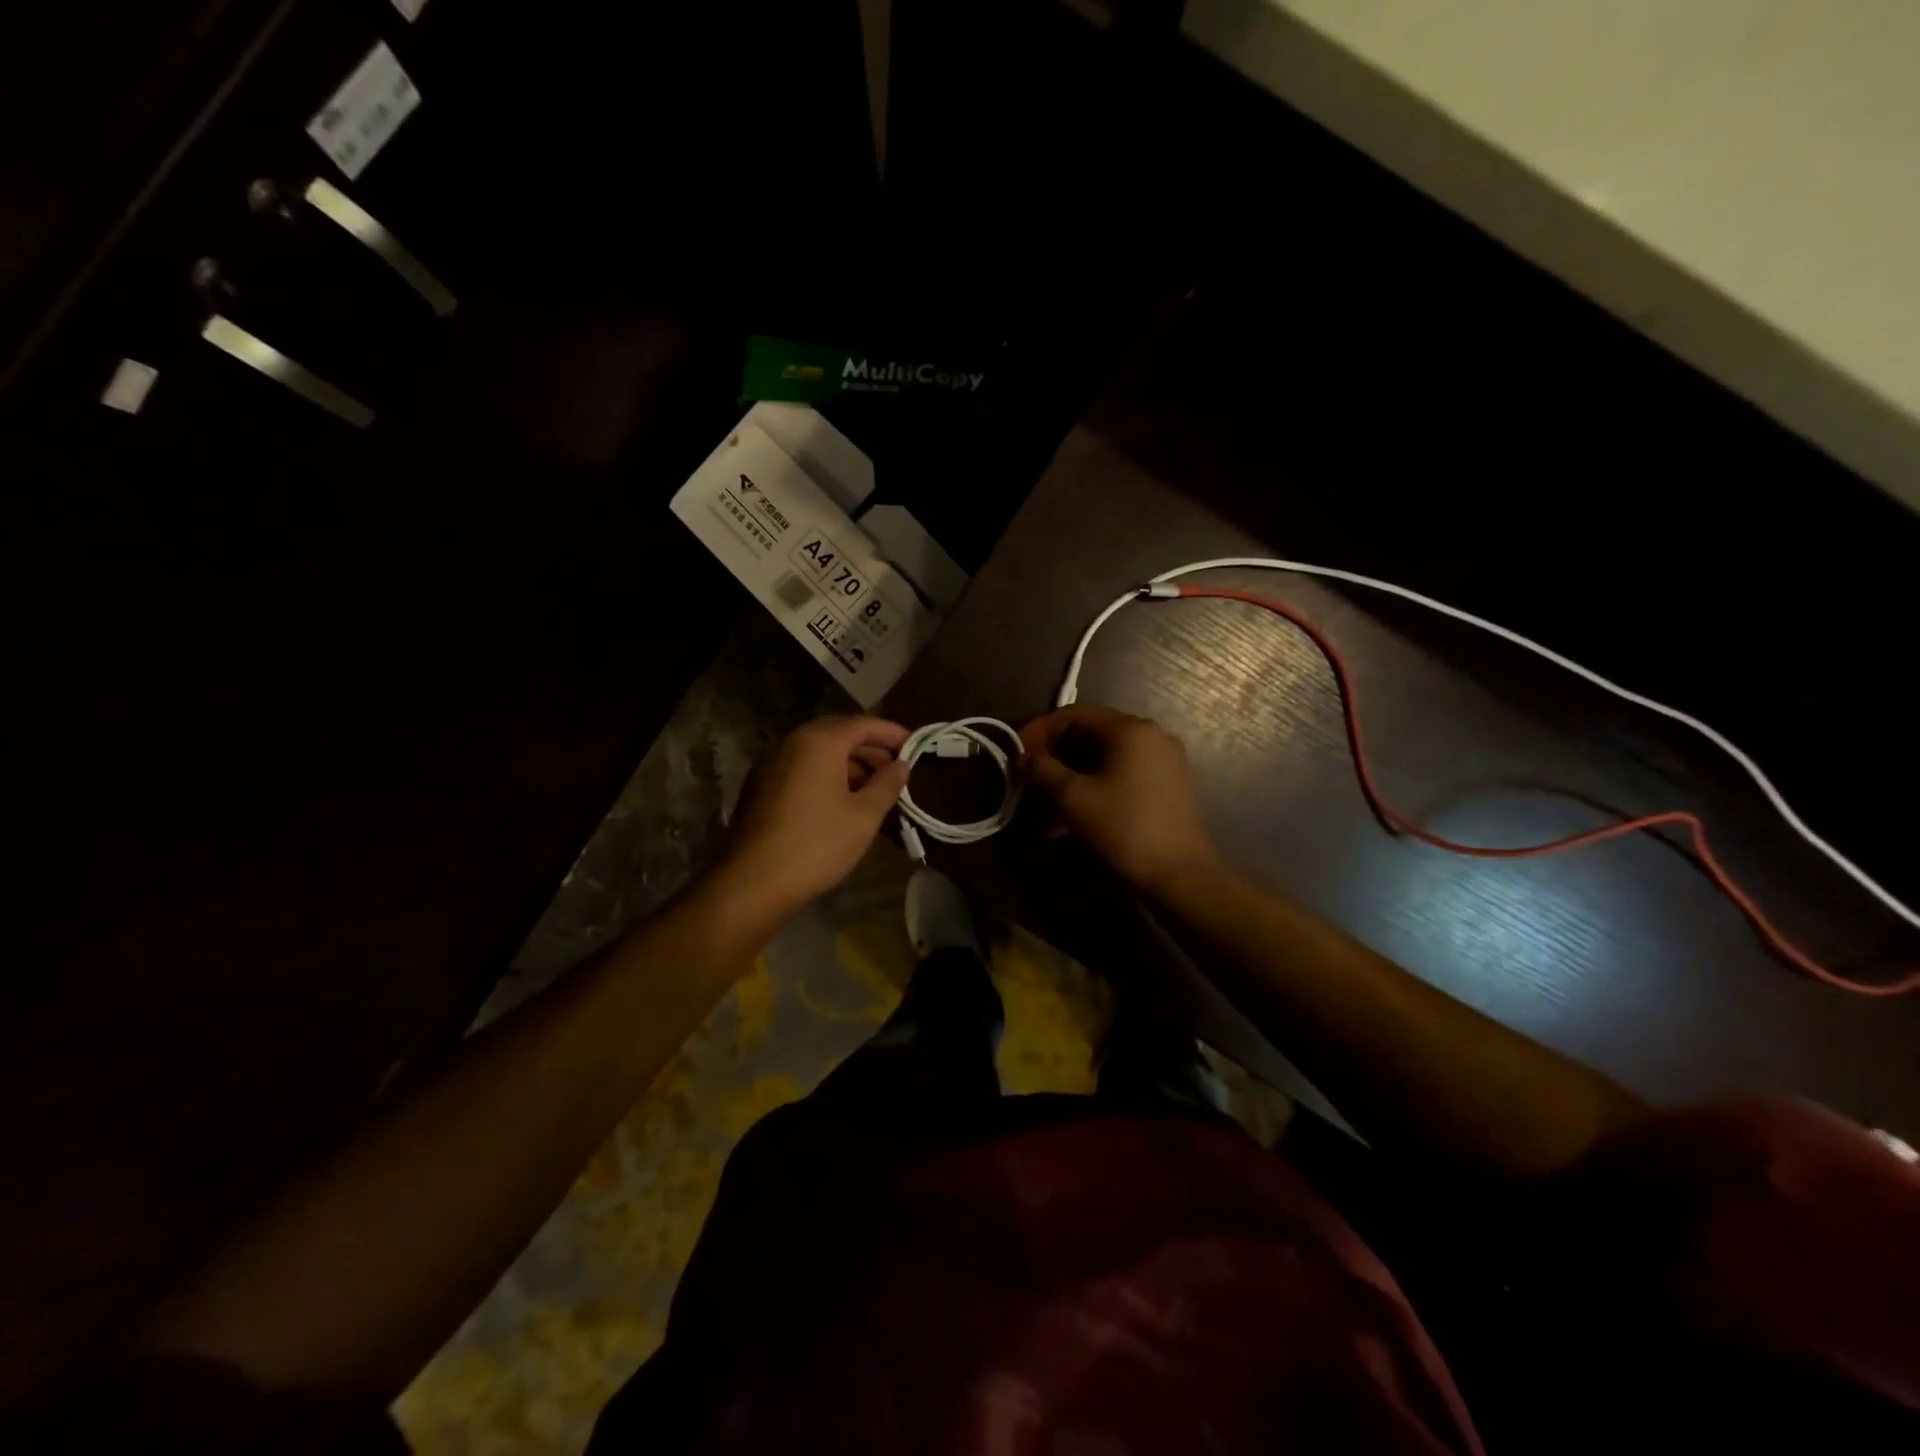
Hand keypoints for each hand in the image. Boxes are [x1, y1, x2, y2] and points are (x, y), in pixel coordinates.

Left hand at [713, 716, 910, 919]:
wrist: (752, 881)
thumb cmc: (817, 844)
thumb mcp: (864, 816)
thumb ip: (887, 784)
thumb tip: (902, 765)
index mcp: (819, 741)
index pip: (863, 724)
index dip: (891, 733)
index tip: (914, 745)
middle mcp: (792, 742)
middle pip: (839, 734)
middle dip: (870, 749)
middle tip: (896, 770)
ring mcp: (772, 762)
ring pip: (819, 752)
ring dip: (849, 764)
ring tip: (873, 789)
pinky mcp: (761, 785)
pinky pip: (801, 768)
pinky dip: (826, 775)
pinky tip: (841, 801)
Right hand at [1018, 705, 1223, 896]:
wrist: (1179, 875)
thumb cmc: (1123, 828)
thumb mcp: (1073, 798)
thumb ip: (1042, 771)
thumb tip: (1022, 758)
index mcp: (1130, 729)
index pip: (1075, 714)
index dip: (1040, 730)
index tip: (1016, 752)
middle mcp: (1151, 736)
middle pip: (1091, 734)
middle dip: (1054, 756)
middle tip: (1028, 778)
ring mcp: (1162, 762)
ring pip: (1104, 759)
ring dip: (1070, 777)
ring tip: (1042, 806)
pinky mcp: (1166, 786)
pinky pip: (1120, 776)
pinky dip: (1093, 788)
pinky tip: (1069, 819)